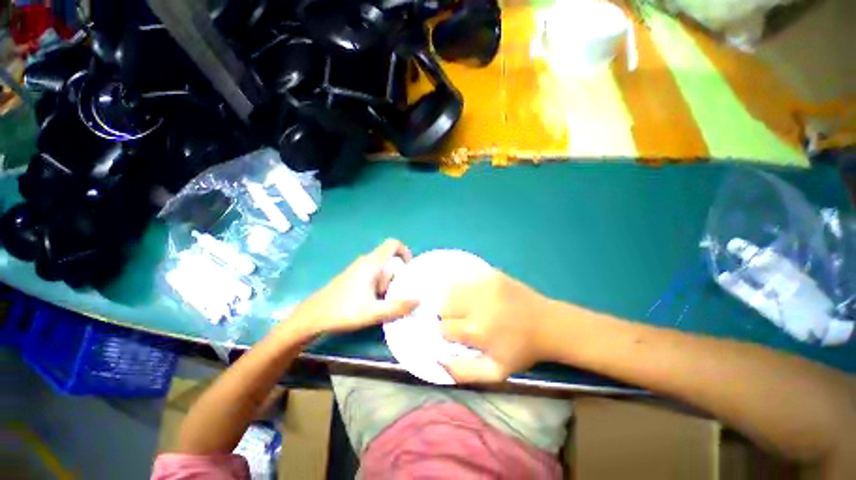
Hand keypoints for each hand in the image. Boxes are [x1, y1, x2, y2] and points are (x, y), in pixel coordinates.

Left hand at [288, 239, 417, 337]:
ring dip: (387, 284)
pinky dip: (379, 286)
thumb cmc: (343, 310)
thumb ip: (398, 307)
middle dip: (396, 276)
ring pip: (382, 270)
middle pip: (390, 260)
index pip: (393, 244)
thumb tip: (419, 300)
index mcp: (372, 263)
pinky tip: (373, 303)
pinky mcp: (353, 278)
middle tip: (393, 294)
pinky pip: (373, 276)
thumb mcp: (374, 312)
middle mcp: (365, 262)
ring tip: (382, 302)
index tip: (409, 270)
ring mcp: (358, 269)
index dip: (405, 251)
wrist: (312, 316)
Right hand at [439, 270, 554, 383]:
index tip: (462, 334)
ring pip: (451, 289)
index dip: (450, 333)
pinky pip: (465, 277)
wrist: (548, 324)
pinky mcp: (490, 273)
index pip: (444, 327)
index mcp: (476, 330)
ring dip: (454, 299)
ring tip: (468, 306)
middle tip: (464, 319)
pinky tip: (475, 294)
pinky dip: (464, 286)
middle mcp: (476, 304)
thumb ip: (463, 371)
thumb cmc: (521, 350)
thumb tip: (438, 360)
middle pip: (444, 305)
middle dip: (449, 315)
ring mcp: (484, 284)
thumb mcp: (495, 371)